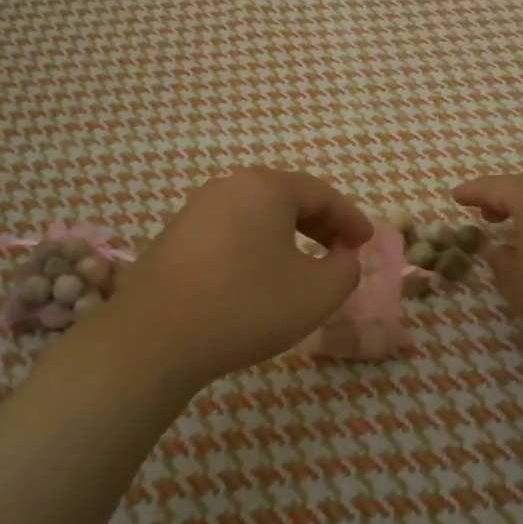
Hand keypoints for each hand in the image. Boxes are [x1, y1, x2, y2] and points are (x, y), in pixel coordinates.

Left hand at [99, 168, 372, 393]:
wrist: (154, 338)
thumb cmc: (246, 306)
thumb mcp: (316, 293)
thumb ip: (345, 269)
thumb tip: (344, 255)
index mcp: (266, 187)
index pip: (322, 194)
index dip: (351, 219)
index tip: (368, 243)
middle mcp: (230, 185)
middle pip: (288, 198)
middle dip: (320, 224)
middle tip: (341, 253)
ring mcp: (197, 208)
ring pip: (257, 214)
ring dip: (287, 236)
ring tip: (303, 267)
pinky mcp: (175, 235)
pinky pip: (230, 231)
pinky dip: (256, 246)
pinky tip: (258, 277)